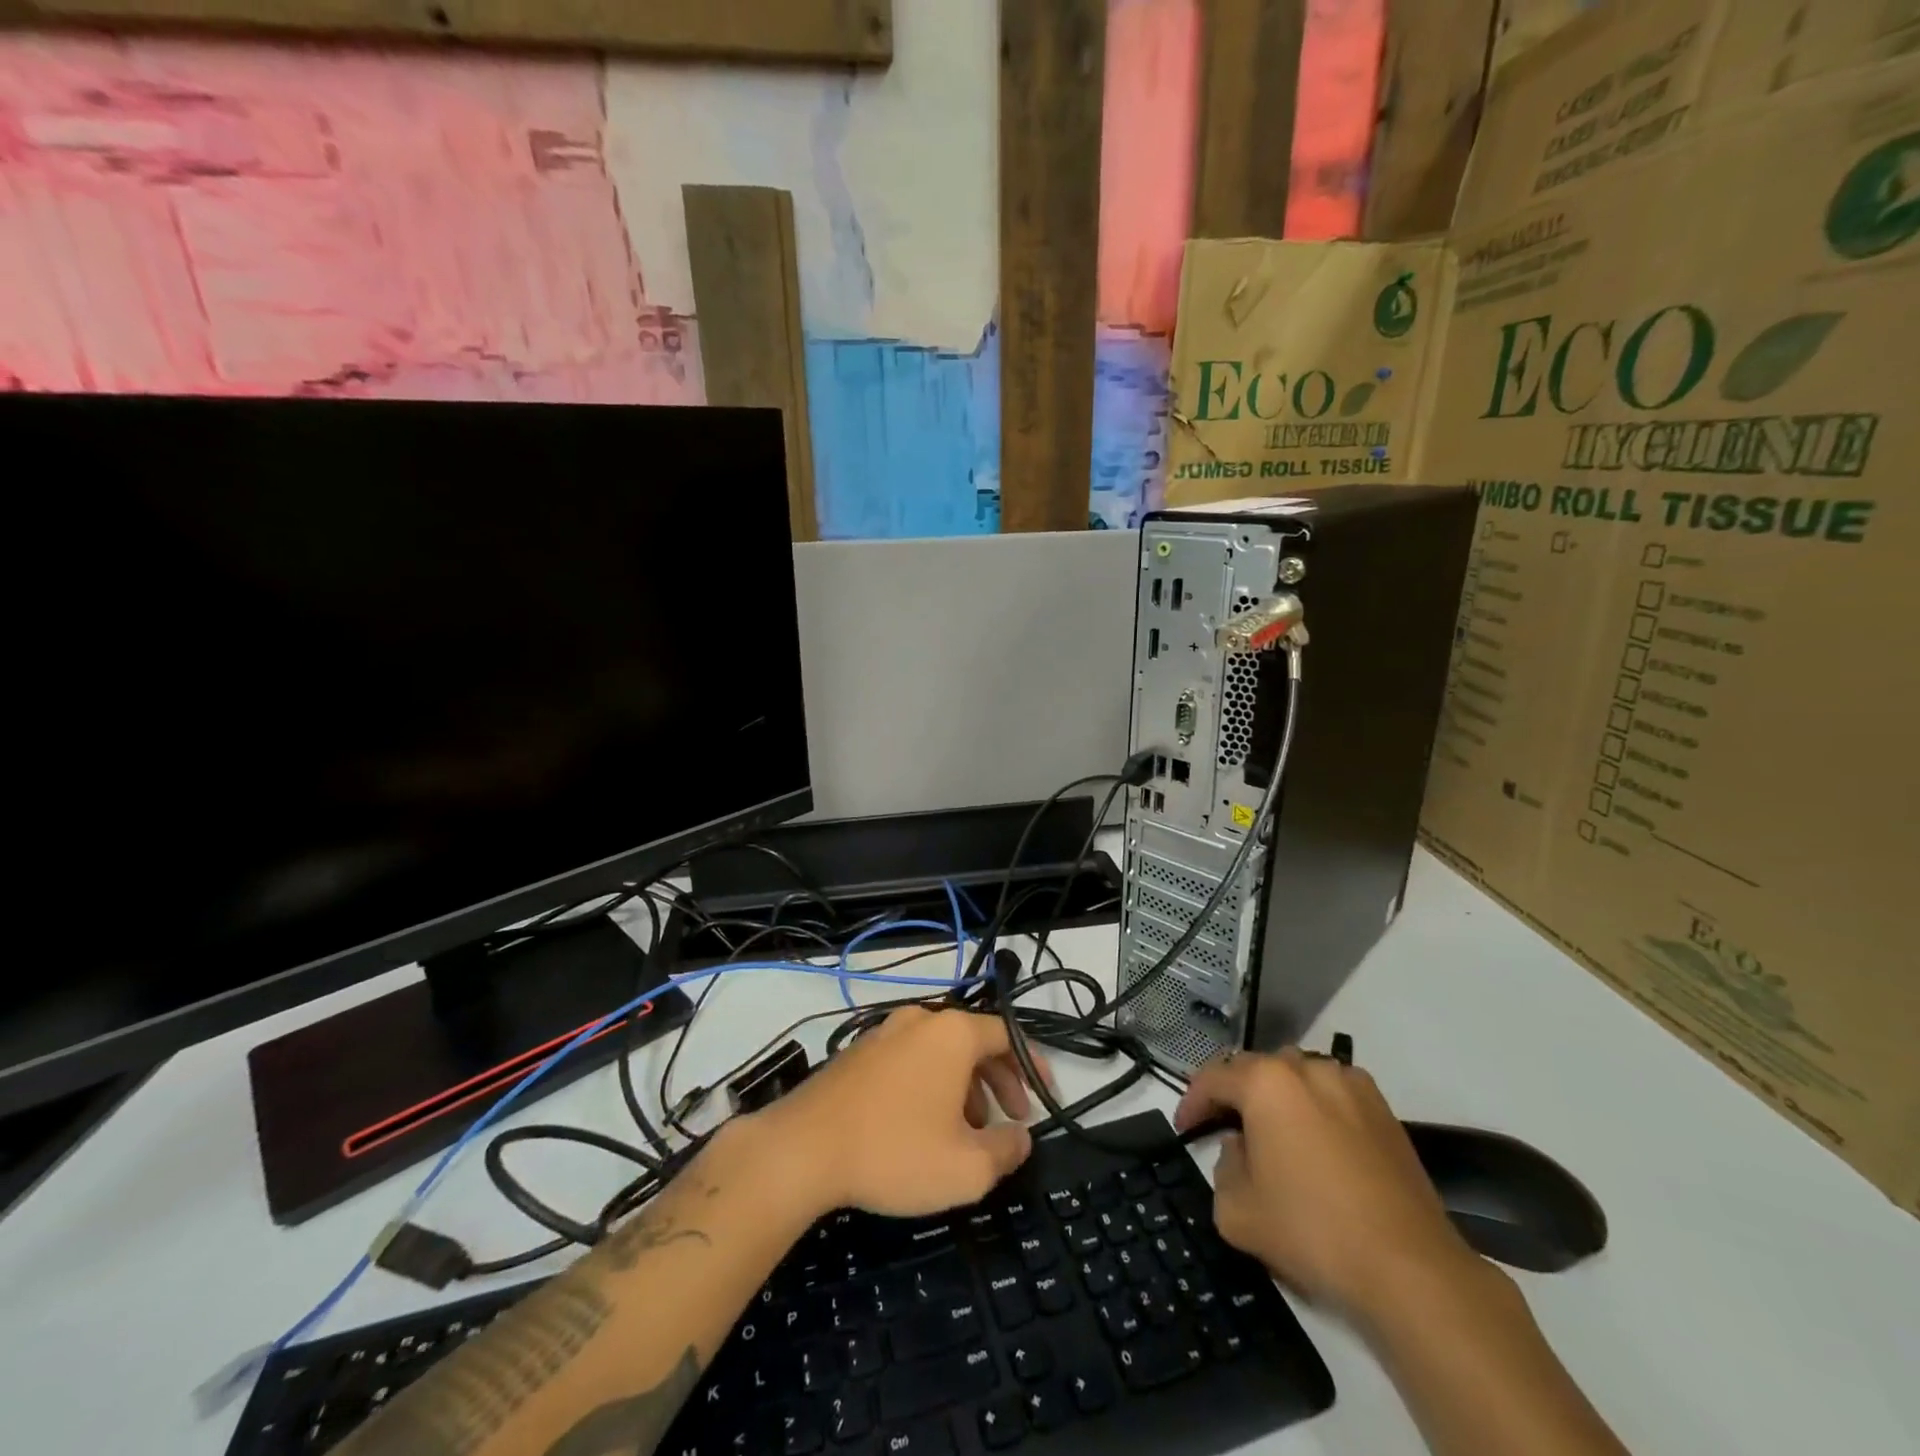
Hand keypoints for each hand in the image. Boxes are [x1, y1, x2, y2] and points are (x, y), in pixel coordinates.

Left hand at [759, 1007, 1044, 1218]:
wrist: (803, 1149)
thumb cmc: (894, 1152)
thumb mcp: (966, 1168)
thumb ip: (1006, 1150)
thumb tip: (1022, 1137)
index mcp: (952, 1033)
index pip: (1007, 1035)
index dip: (1032, 1064)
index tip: (1044, 1095)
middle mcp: (920, 1020)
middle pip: (974, 1040)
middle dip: (999, 1079)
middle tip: (1012, 1118)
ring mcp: (885, 1032)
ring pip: (941, 1052)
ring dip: (965, 1085)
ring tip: (968, 1130)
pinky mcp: (858, 1051)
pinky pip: (911, 1058)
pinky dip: (931, 1083)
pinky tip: (923, 1124)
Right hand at [1174, 1049, 1478, 1327]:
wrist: (1409, 1269)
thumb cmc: (1312, 1232)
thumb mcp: (1236, 1212)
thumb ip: (1222, 1169)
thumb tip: (1239, 1150)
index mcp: (1265, 1083)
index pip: (1213, 1078)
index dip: (1192, 1102)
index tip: (1185, 1128)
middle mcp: (1305, 1069)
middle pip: (1255, 1069)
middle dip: (1235, 1095)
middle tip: (1225, 1130)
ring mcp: (1349, 1084)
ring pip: (1297, 1075)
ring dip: (1277, 1097)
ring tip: (1274, 1134)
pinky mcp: (1383, 1109)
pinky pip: (1334, 1092)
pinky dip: (1317, 1106)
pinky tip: (1320, 1144)